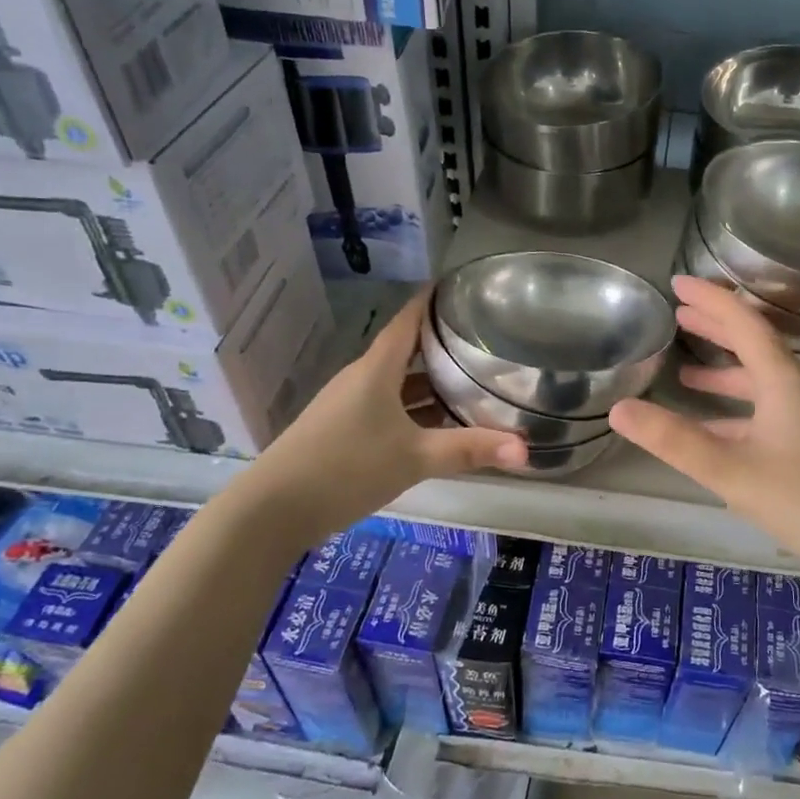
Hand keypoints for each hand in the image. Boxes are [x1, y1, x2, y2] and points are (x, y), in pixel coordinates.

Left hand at [247, 290, 525, 529]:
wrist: (273, 510)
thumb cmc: (347, 467)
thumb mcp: (415, 457)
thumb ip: (470, 450)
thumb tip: (526, 449)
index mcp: (376, 370)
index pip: (407, 321)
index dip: (431, 302)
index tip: (459, 288)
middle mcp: (361, 380)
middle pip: (405, 353)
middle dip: (441, 347)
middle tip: (484, 342)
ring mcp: (348, 406)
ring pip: (396, 384)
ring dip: (429, 384)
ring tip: (470, 383)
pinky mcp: (342, 431)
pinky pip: (386, 408)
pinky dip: (414, 410)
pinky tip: (436, 427)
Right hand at [609, 276, 799, 577]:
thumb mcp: (732, 471)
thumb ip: (674, 441)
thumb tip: (618, 409)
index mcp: (783, 380)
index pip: (743, 323)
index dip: (710, 299)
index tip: (677, 283)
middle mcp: (798, 389)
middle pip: (754, 344)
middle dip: (716, 327)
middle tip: (679, 314)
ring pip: (760, 380)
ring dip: (725, 369)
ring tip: (685, 370)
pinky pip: (766, 410)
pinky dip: (736, 408)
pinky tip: (713, 426)